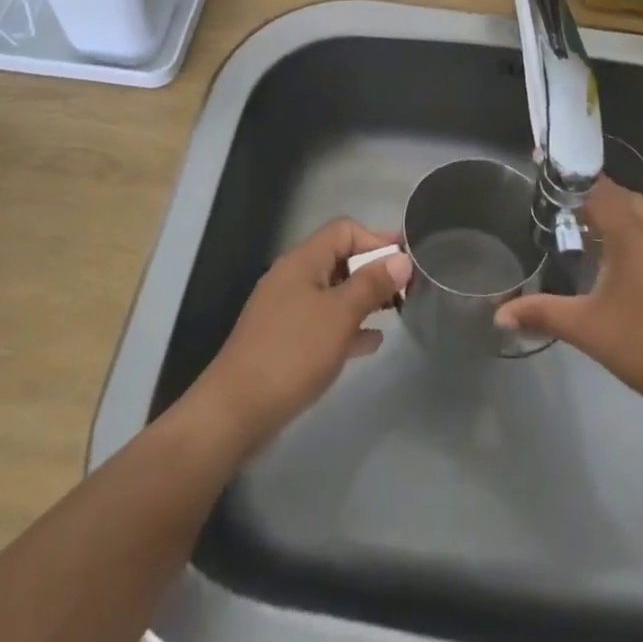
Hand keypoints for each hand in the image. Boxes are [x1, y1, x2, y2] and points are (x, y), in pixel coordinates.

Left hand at [189, 218, 411, 452]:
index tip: (405, 263)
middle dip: (373, 269)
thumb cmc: (292, 353)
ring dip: (363, 298)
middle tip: (406, 288)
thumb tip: (402, 259)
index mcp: (302, 261)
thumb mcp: (340, 315)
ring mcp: (286, 310)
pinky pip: (324, 321)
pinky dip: (347, 325)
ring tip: (395, 312)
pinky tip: (370, 342)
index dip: (376, 240)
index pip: (344, 230)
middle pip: (339, 258)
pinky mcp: (285, 340)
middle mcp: (293, 278)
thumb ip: (372, 284)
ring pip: (333, 292)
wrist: (236, 411)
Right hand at [495, 179, 642, 424]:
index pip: (596, 191)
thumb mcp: (588, 330)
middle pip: (621, 198)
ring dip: (624, 205)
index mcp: (629, 236)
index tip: (544, 168)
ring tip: (598, 214)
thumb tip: (498, 314)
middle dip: (591, 195)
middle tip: (560, 205)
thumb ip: (543, 314)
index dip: (570, 179)